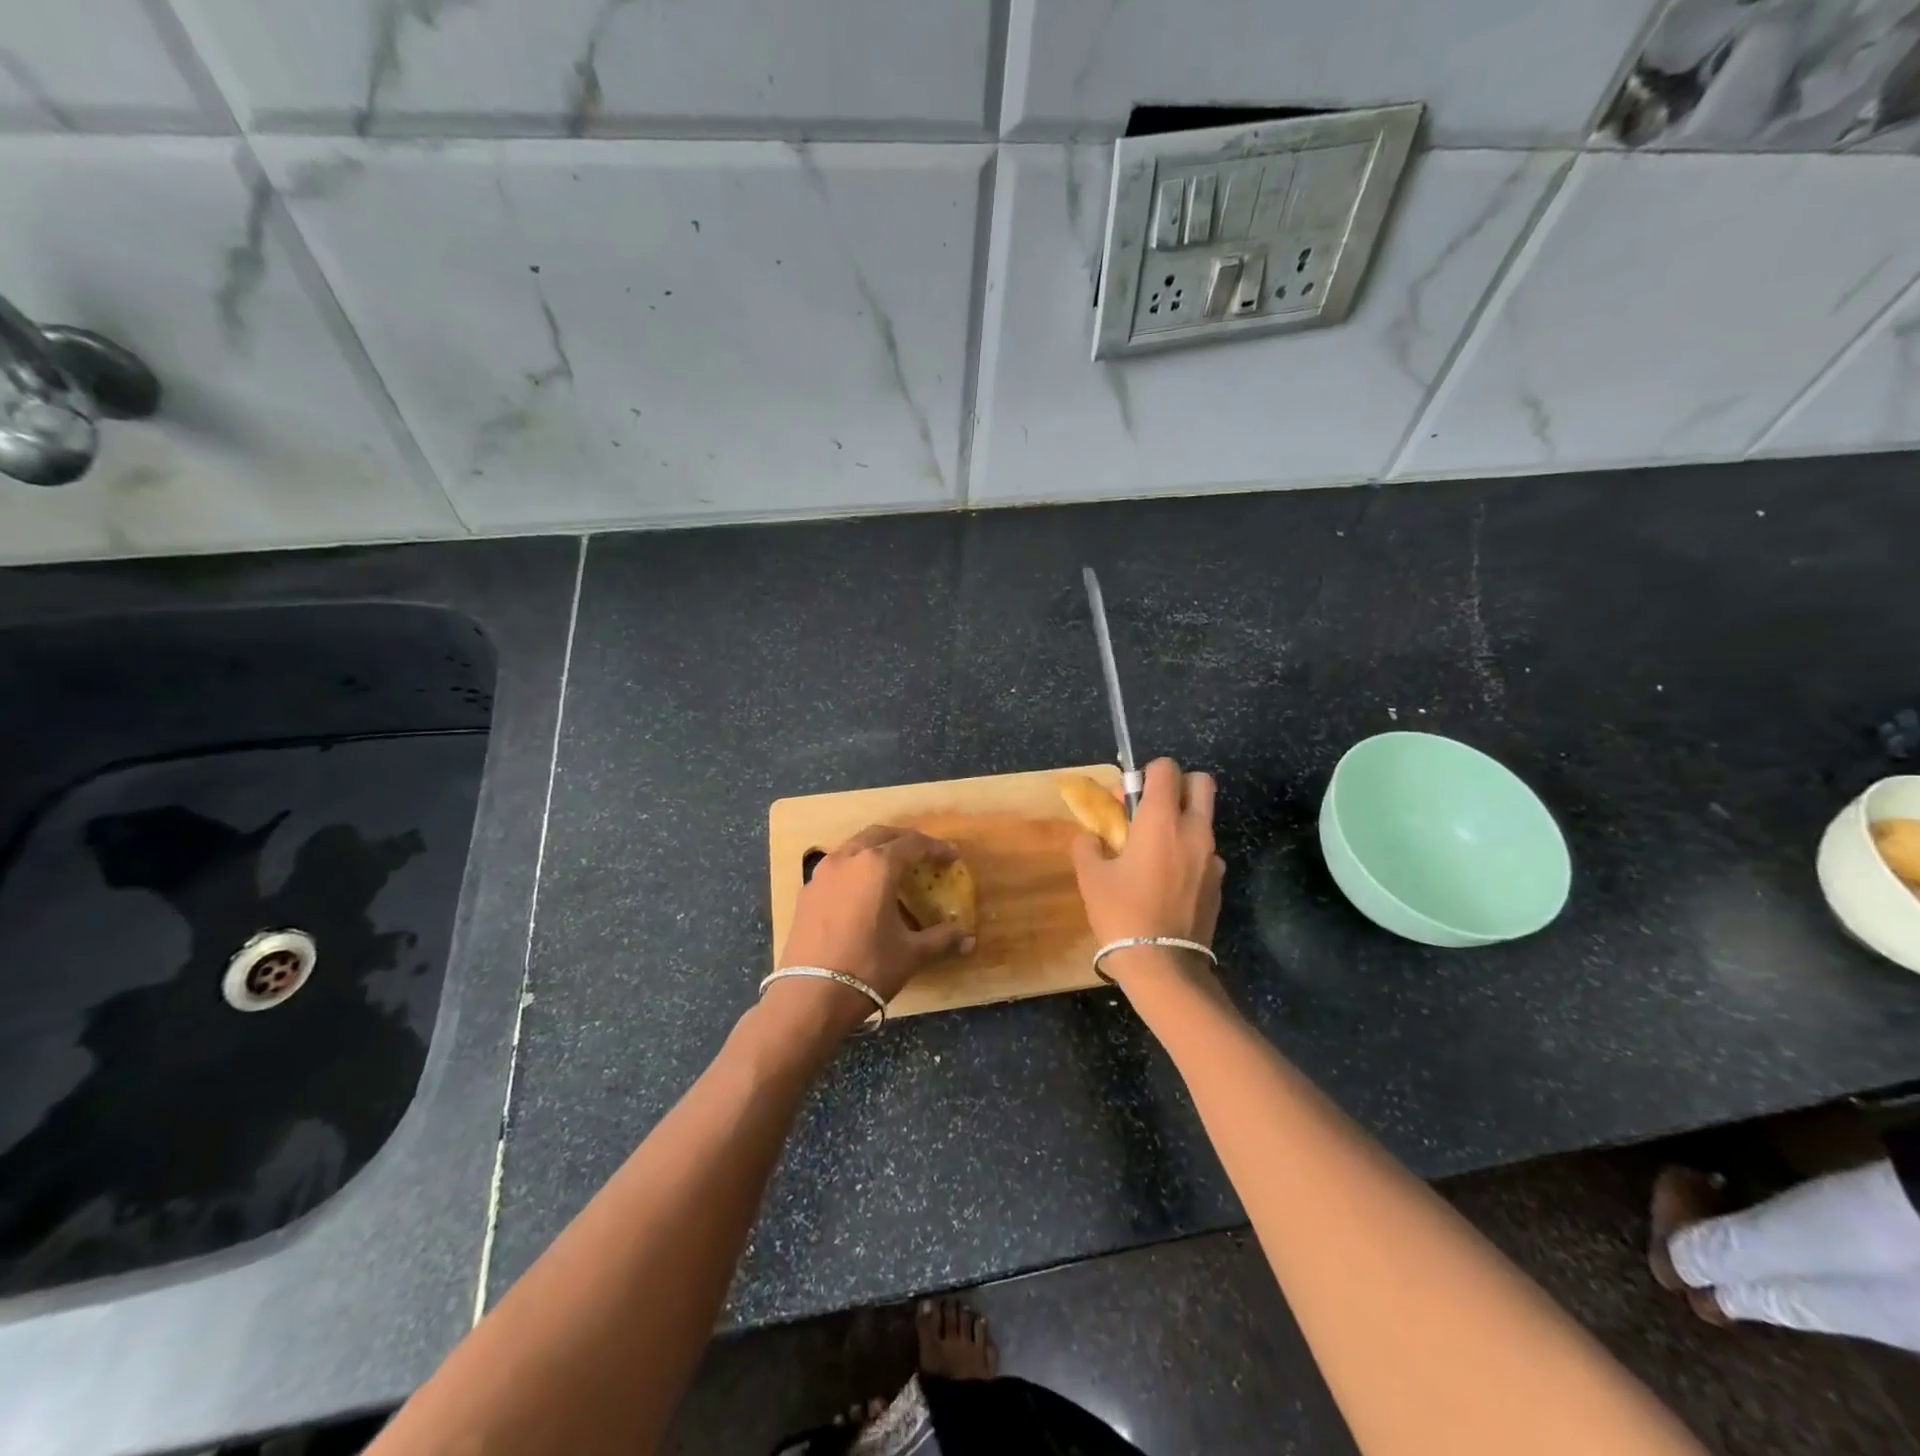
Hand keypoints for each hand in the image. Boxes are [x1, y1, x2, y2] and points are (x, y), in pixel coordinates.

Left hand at [769, 825, 974, 1034]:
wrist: (809, 997)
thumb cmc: (867, 968)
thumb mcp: (911, 954)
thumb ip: (941, 939)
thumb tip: (968, 939)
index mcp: (876, 866)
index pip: (912, 844)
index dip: (936, 848)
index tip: (952, 857)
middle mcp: (847, 859)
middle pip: (880, 835)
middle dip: (905, 840)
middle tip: (924, 854)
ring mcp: (822, 874)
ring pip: (854, 846)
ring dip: (877, 849)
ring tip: (894, 868)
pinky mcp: (807, 892)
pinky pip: (837, 866)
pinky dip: (855, 867)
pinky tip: (863, 890)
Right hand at [1071, 758, 1224, 984]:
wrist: (1163, 965)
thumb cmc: (1122, 914)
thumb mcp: (1091, 877)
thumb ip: (1088, 846)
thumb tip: (1092, 838)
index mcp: (1162, 821)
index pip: (1166, 769)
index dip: (1146, 774)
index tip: (1129, 798)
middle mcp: (1194, 830)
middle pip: (1200, 782)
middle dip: (1177, 786)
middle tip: (1151, 811)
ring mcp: (1212, 857)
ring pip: (1204, 819)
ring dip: (1183, 822)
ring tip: (1155, 853)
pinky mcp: (1219, 883)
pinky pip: (1206, 853)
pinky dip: (1189, 854)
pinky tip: (1168, 882)